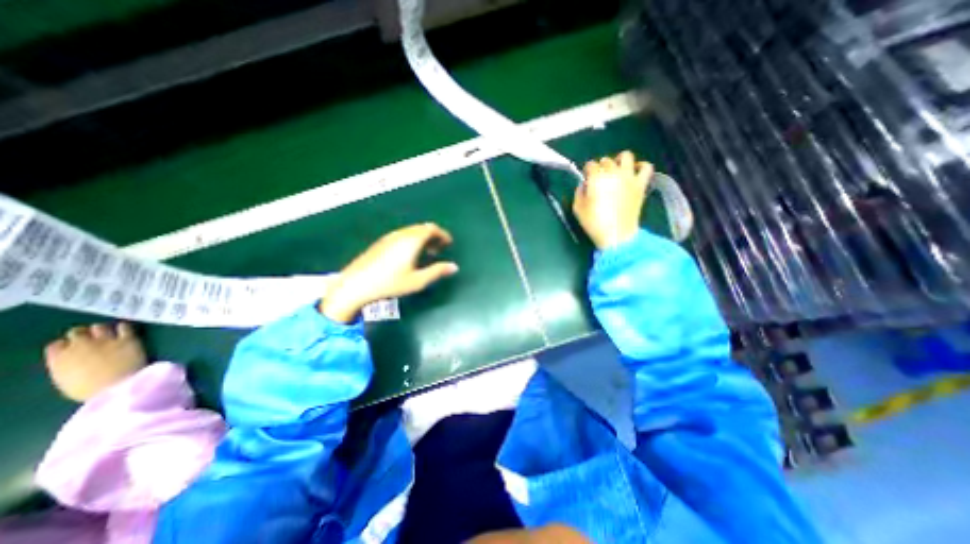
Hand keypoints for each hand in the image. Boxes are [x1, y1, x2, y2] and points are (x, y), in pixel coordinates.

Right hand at [43, 322, 143, 400]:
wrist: (116, 386)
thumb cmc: (89, 390)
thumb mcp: (66, 381)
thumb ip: (65, 367)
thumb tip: (71, 362)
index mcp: (59, 359)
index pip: (56, 345)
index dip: (65, 345)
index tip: (71, 347)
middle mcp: (80, 346)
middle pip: (77, 332)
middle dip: (82, 334)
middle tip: (91, 338)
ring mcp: (105, 340)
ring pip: (99, 327)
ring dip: (101, 329)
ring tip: (108, 333)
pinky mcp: (127, 339)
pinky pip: (124, 327)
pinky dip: (123, 327)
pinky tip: (124, 329)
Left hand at [320, 221, 458, 319]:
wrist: (356, 284)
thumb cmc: (390, 283)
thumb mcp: (417, 280)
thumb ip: (437, 272)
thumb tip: (454, 267)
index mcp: (412, 240)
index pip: (432, 229)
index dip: (442, 235)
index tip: (448, 243)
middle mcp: (401, 234)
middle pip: (422, 228)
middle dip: (433, 236)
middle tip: (439, 250)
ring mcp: (389, 237)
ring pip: (411, 231)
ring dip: (422, 238)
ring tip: (426, 253)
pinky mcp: (381, 242)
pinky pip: (402, 235)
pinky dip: (412, 240)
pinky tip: (409, 255)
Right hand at [570, 150, 655, 248]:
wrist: (617, 235)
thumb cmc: (594, 223)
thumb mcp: (577, 208)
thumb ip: (579, 192)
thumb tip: (584, 185)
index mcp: (596, 178)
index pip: (590, 165)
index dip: (587, 172)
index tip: (587, 181)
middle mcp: (613, 172)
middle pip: (606, 160)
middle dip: (600, 168)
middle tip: (599, 180)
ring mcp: (629, 177)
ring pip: (626, 156)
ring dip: (619, 161)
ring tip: (616, 171)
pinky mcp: (641, 184)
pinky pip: (647, 167)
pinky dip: (641, 166)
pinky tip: (635, 172)